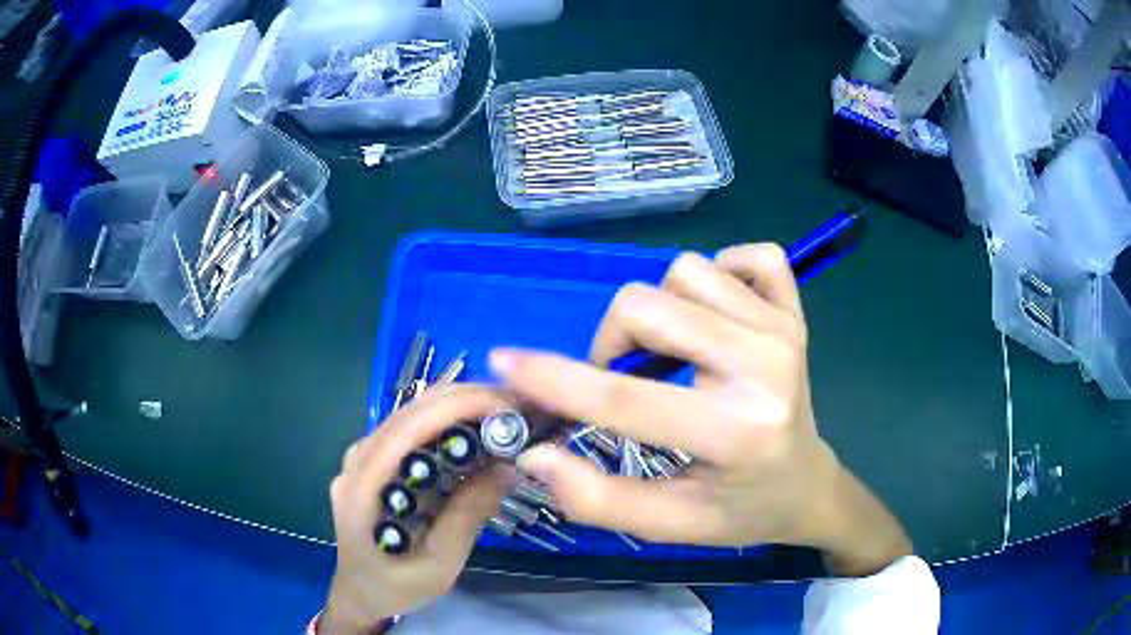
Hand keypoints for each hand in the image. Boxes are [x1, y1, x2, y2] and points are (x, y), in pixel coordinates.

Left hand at [320, 385, 511, 633]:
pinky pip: (410, 428)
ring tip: (504, 416)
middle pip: (412, 410)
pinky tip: (474, 432)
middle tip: (518, 408)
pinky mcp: (372, 460)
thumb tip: (508, 468)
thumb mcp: (439, 562)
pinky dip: (446, 422)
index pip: (411, 426)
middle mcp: (359, 458)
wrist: (361, 593)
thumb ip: (467, 515)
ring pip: (412, 412)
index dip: (460, 407)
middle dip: (468, 399)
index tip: (509, 406)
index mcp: (365, 484)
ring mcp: (362, 456)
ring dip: (459, 407)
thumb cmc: (396, 586)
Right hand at [489, 246, 911, 576]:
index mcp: (735, 431)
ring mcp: (784, 328)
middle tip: (624, 379)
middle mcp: (764, 365)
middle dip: (612, 342)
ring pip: (686, 272)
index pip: (624, 398)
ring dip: (661, 310)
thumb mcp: (670, 525)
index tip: (505, 361)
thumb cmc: (740, 511)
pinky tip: (717, 316)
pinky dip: (721, 274)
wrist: (808, 485)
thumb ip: (598, 499)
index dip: (553, 378)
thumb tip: (536, 455)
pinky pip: (749, 256)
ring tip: (673, 353)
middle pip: (647, 305)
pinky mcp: (795, 310)